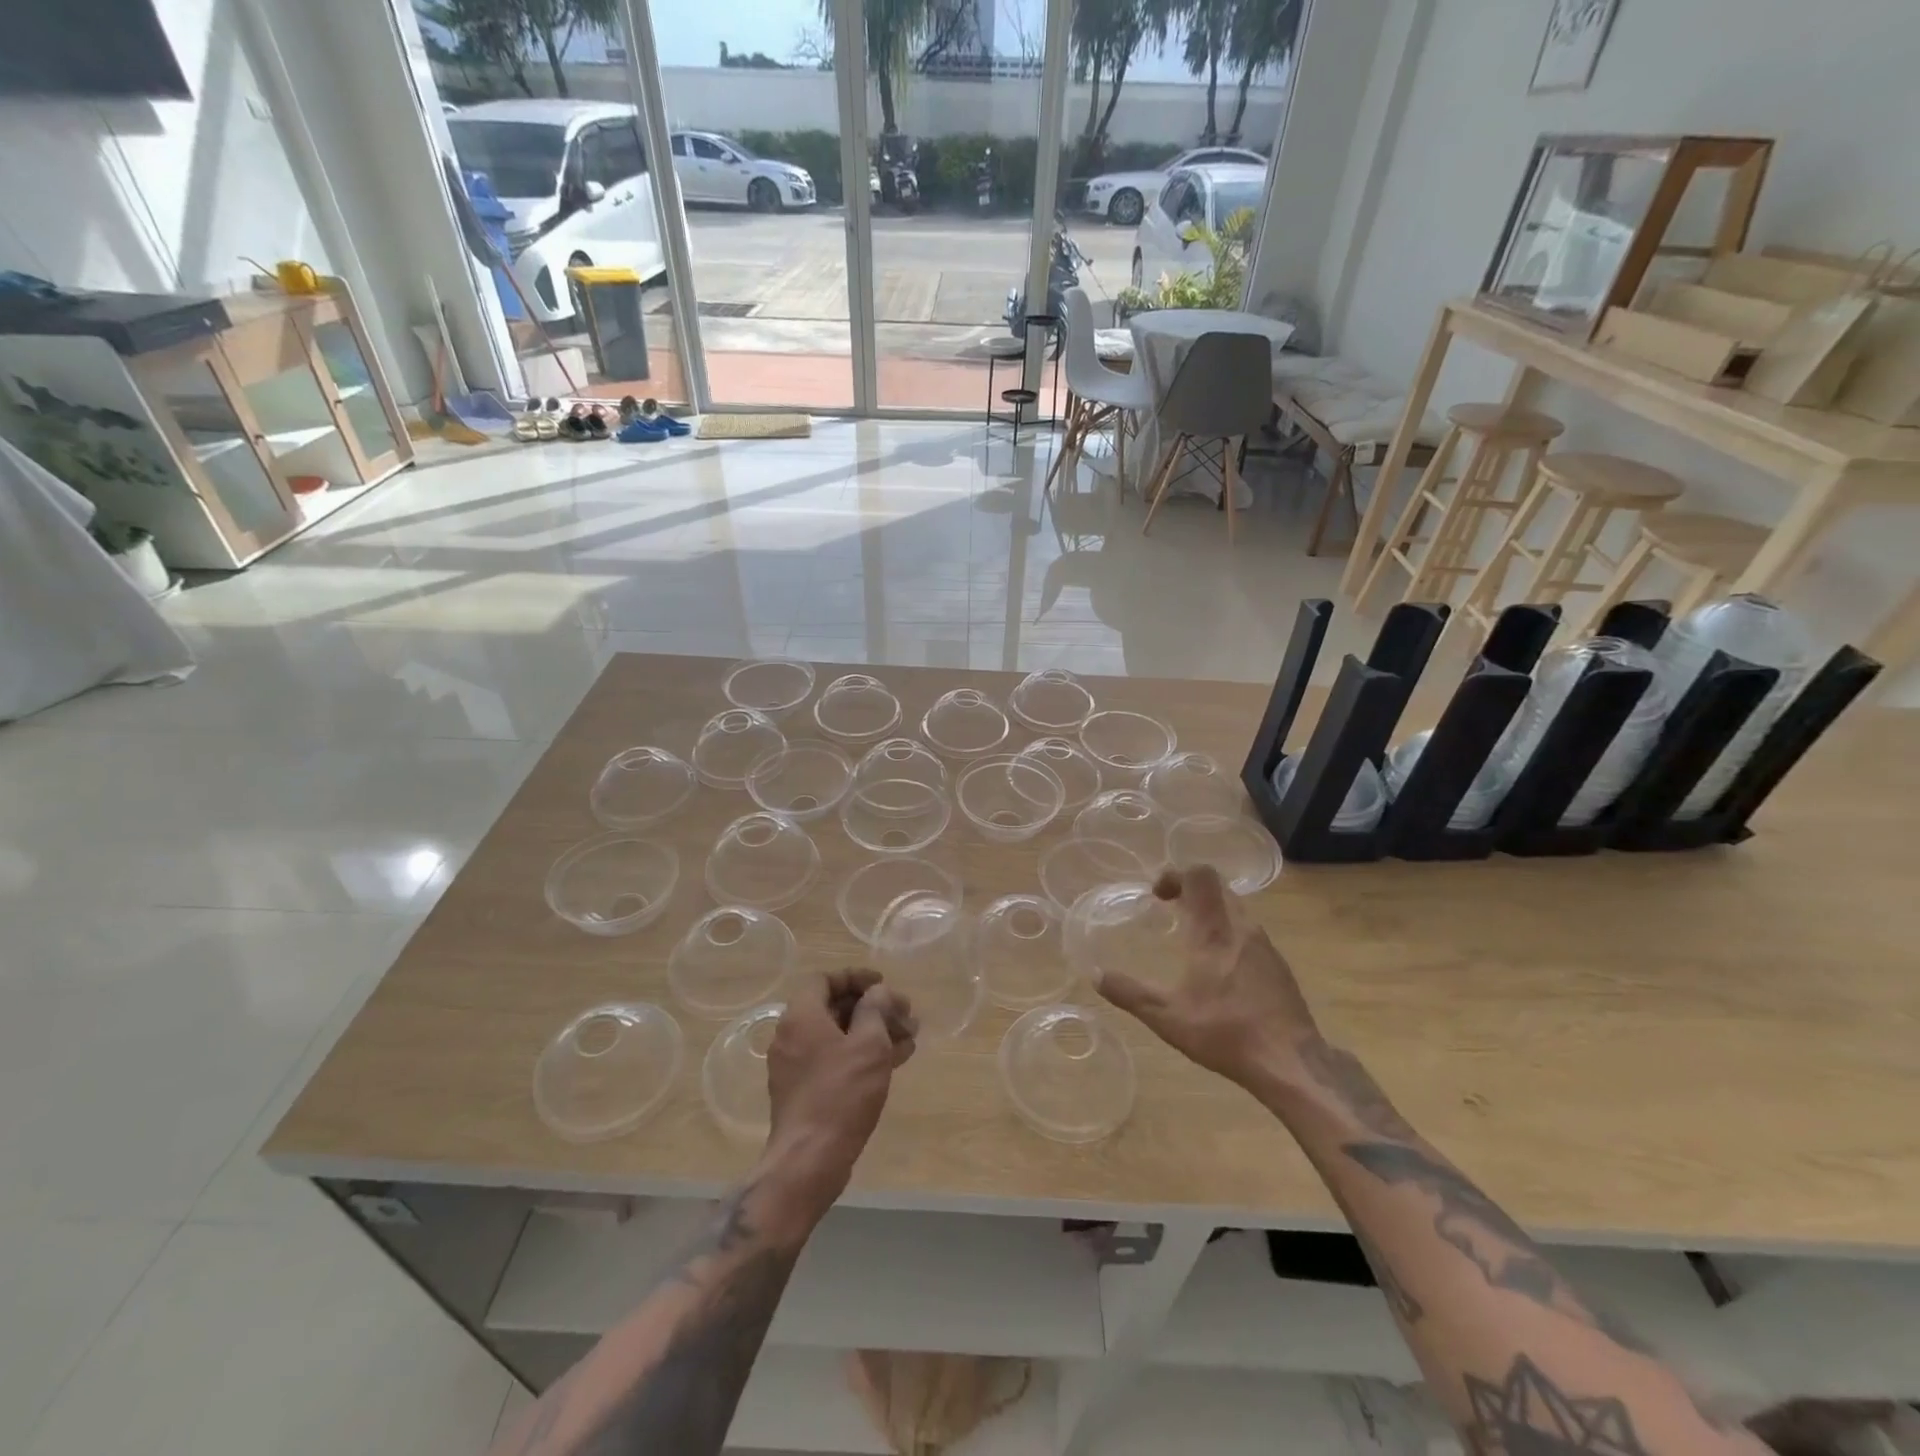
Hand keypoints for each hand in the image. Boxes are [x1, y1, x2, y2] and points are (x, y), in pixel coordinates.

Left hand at [761, 970, 916, 1224]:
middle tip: (904, 1015)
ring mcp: (796, 1066)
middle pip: (834, 1008)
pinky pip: (834, 1060)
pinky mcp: (804, 1091)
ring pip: (838, 1036)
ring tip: (909, 1038)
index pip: (825, 979)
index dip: (856, 977)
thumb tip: (878, 993)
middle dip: (872, 1008)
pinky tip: (895, 1061)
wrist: (809, 1160)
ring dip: (872, 1033)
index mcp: (801, 1016)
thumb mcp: (869, 1044)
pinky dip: (861, 1055)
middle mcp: (792, 1036)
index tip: (883, 984)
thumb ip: (875, 1009)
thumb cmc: (840, 1093)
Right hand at [1095, 865, 1320, 1087]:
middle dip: (1191, 891)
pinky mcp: (1279, 966)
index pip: (1199, 875)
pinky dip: (1229, 934)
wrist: (1292, 1064)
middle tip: (1169, 910)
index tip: (1157, 895)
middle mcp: (1241, 928)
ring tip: (1191, 939)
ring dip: (1211, 912)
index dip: (1176, 874)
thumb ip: (1129, 993)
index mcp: (1213, 931)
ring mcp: (1265, 945)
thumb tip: (1096, 975)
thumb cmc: (1225, 1033)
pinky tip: (1220, 970)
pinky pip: (1249, 932)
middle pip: (1218, 887)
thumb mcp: (1166, 1017)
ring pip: (1236, 909)